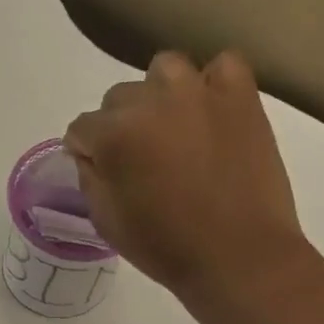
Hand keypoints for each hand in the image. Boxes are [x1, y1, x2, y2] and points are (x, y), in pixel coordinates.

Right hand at [64, 51, 309, 301]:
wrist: (239, 257)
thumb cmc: (167, 248)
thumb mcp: (107, 222)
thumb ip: (90, 177)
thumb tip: (89, 153)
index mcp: (114, 135)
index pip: (81, 128)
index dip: (87, 153)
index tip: (103, 173)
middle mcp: (152, 101)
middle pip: (119, 98)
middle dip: (122, 126)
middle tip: (144, 160)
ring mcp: (200, 92)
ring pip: (164, 70)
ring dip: (161, 95)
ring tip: (175, 129)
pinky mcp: (242, 96)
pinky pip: (222, 66)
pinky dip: (214, 84)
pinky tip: (212, 113)